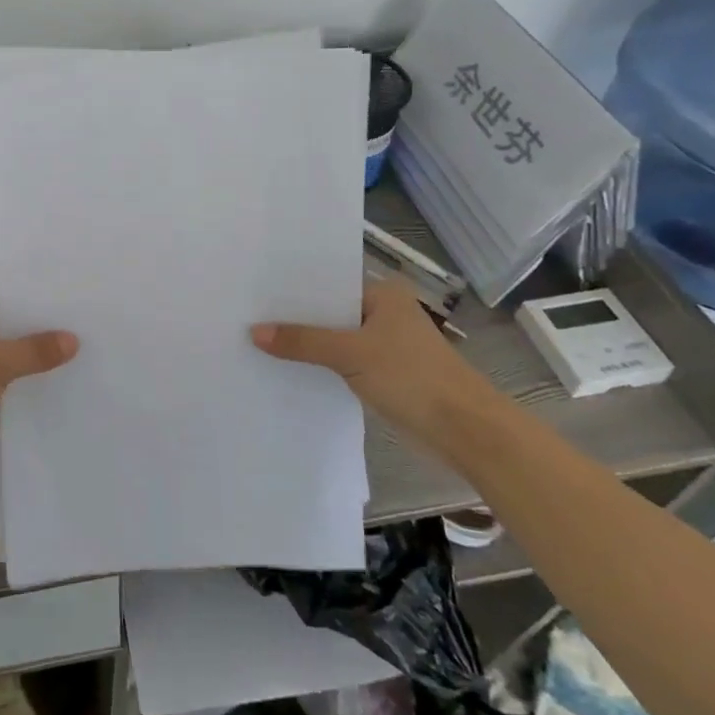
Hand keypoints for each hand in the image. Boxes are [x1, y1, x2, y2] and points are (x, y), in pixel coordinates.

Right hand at [251, 277, 494, 445]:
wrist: (466, 431)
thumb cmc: (412, 377)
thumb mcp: (351, 354)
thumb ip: (303, 341)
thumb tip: (254, 332)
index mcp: (383, 294)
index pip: (328, 283)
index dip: (294, 290)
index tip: (255, 291)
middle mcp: (384, 313)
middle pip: (329, 312)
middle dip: (295, 319)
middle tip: (247, 315)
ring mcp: (385, 345)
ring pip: (335, 339)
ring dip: (307, 344)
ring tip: (258, 341)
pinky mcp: (385, 374)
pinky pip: (343, 362)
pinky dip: (321, 365)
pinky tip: (288, 368)